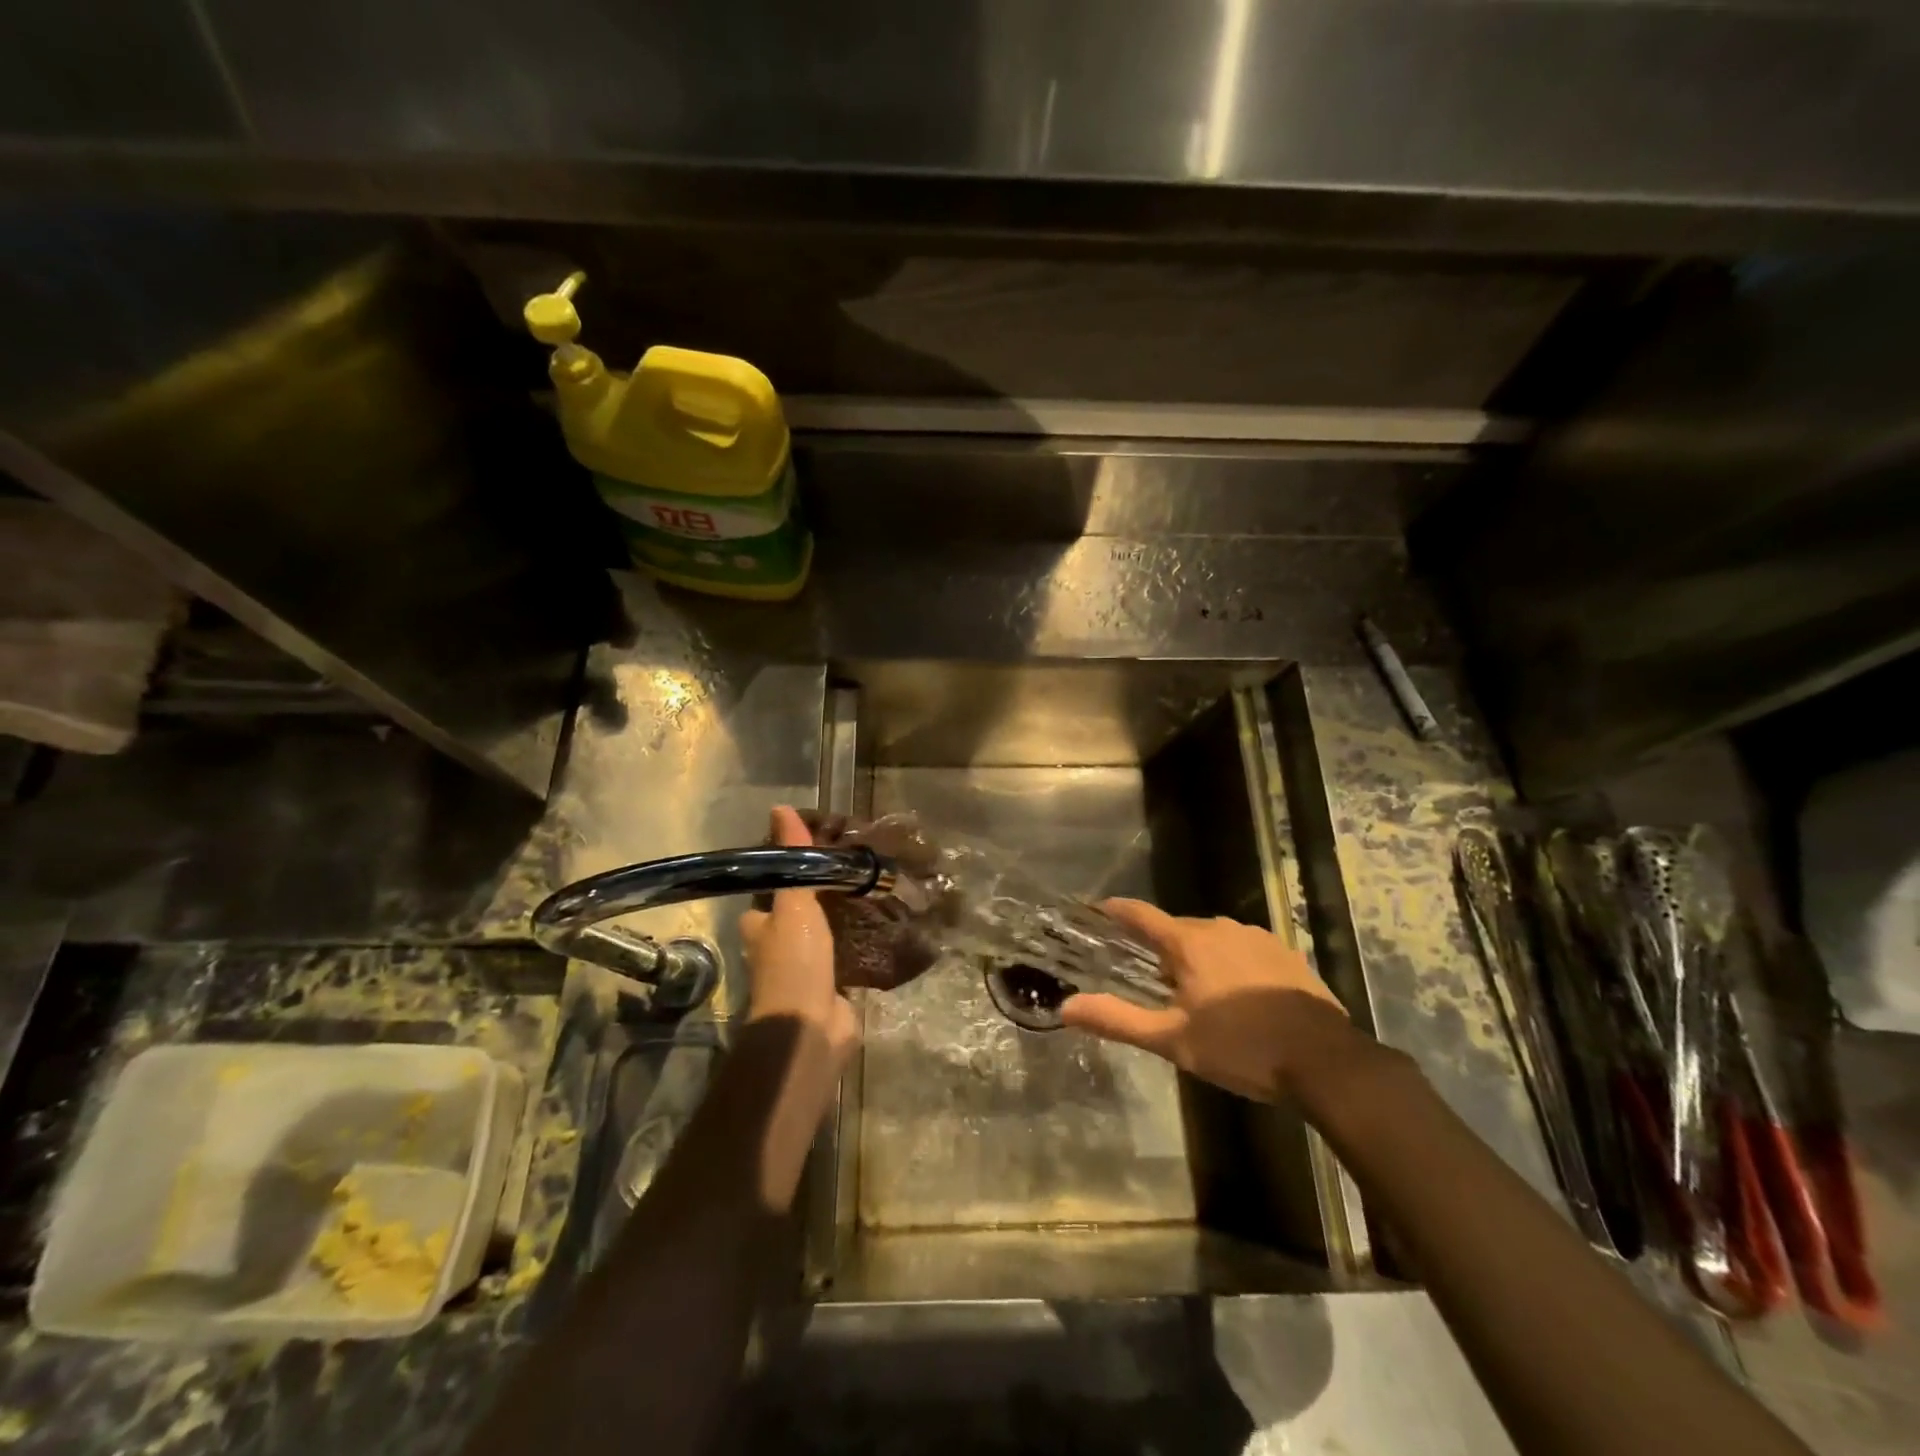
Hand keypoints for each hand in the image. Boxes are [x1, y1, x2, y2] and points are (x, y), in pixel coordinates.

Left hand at [738, 806, 858, 1073]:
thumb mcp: (793, 904)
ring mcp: (808, 970)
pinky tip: (884, 928)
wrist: (811, 1028)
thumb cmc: (794, 962)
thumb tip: (781, 807)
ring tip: (872, 893)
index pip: (769, 892)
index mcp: (761, 927)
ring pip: (825, 935)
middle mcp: (779, 948)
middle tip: (852, 870)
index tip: (815, 852)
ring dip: (843, 920)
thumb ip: (793, 860)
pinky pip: (848, 958)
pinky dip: (862, 944)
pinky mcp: (835, 988)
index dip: (787, 873)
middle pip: (798, 914)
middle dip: (819, 897)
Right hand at [1062, 899, 1349, 1102]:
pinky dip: (1229, 963)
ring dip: (1196, 956)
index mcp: (1189, 942)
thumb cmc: (1241, 1047)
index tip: (1097, 909)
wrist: (1325, 1061)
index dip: (1116, 910)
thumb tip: (1066, 1007)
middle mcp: (1220, 927)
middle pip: (1177, 928)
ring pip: (1211, 938)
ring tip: (1194, 992)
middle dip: (1159, 947)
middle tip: (1149, 977)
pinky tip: (1237, 995)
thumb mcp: (1173, 1040)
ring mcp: (1257, 937)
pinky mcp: (1285, 953)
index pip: (1140, 914)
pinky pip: (1242, 948)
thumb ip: (1118, 1020)